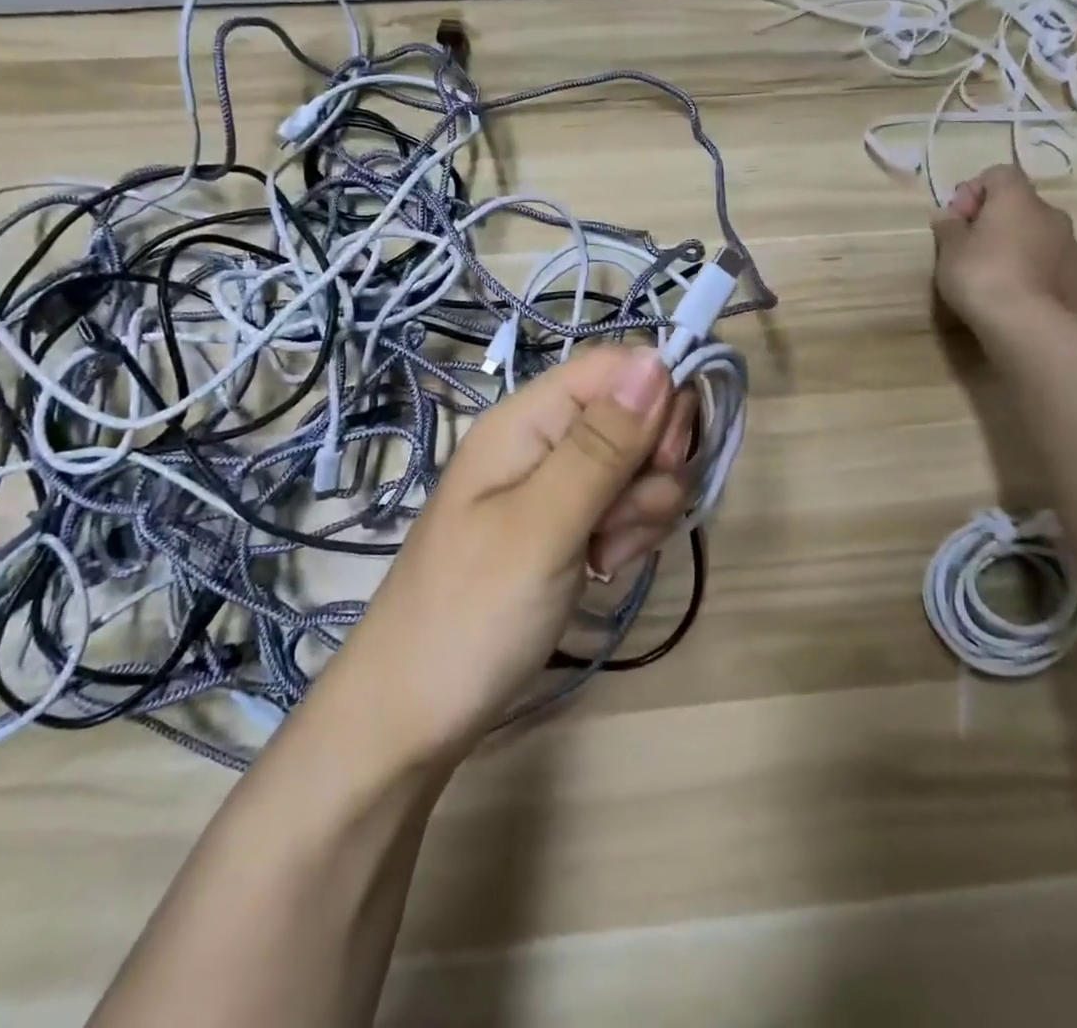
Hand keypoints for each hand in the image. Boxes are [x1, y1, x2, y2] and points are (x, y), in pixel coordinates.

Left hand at [309, 346, 693, 764]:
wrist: (412, 716)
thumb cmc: (470, 616)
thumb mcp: (542, 526)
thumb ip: (601, 445)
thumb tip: (657, 359)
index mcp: (527, 419)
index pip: (618, 367)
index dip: (658, 400)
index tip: (664, 460)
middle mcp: (544, 440)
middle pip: (637, 416)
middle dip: (652, 467)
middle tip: (620, 522)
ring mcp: (556, 485)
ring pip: (639, 466)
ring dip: (641, 511)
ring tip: (602, 558)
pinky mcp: (567, 525)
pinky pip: (624, 507)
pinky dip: (628, 537)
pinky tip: (601, 571)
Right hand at [931, 165, 1076, 337]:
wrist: (1027, 324)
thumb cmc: (980, 275)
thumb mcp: (949, 250)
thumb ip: (950, 228)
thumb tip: (951, 218)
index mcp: (1017, 200)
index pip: (999, 174)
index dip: (975, 191)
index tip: (958, 218)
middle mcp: (1052, 215)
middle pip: (1023, 207)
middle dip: (998, 222)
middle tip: (973, 249)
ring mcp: (1074, 248)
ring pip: (1042, 237)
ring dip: (1021, 247)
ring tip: (999, 278)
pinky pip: (1056, 267)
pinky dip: (1040, 274)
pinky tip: (1022, 297)